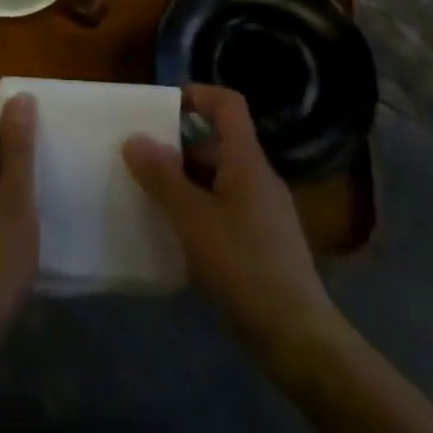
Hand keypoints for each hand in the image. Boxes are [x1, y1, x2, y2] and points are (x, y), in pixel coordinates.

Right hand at [122, 84, 339, 364]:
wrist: (298, 338)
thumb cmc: (244, 266)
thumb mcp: (193, 218)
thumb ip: (161, 177)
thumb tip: (134, 139)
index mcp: (247, 161)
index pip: (228, 104)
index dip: (196, 94)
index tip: (161, 107)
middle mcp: (258, 178)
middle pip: (217, 143)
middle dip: (178, 147)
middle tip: (141, 160)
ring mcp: (264, 211)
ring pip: (219, 178)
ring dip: (185, 182)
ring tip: (150, 197)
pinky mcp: (263, 242)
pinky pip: (225, 208)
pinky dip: (199, 209)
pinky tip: (177, 234)